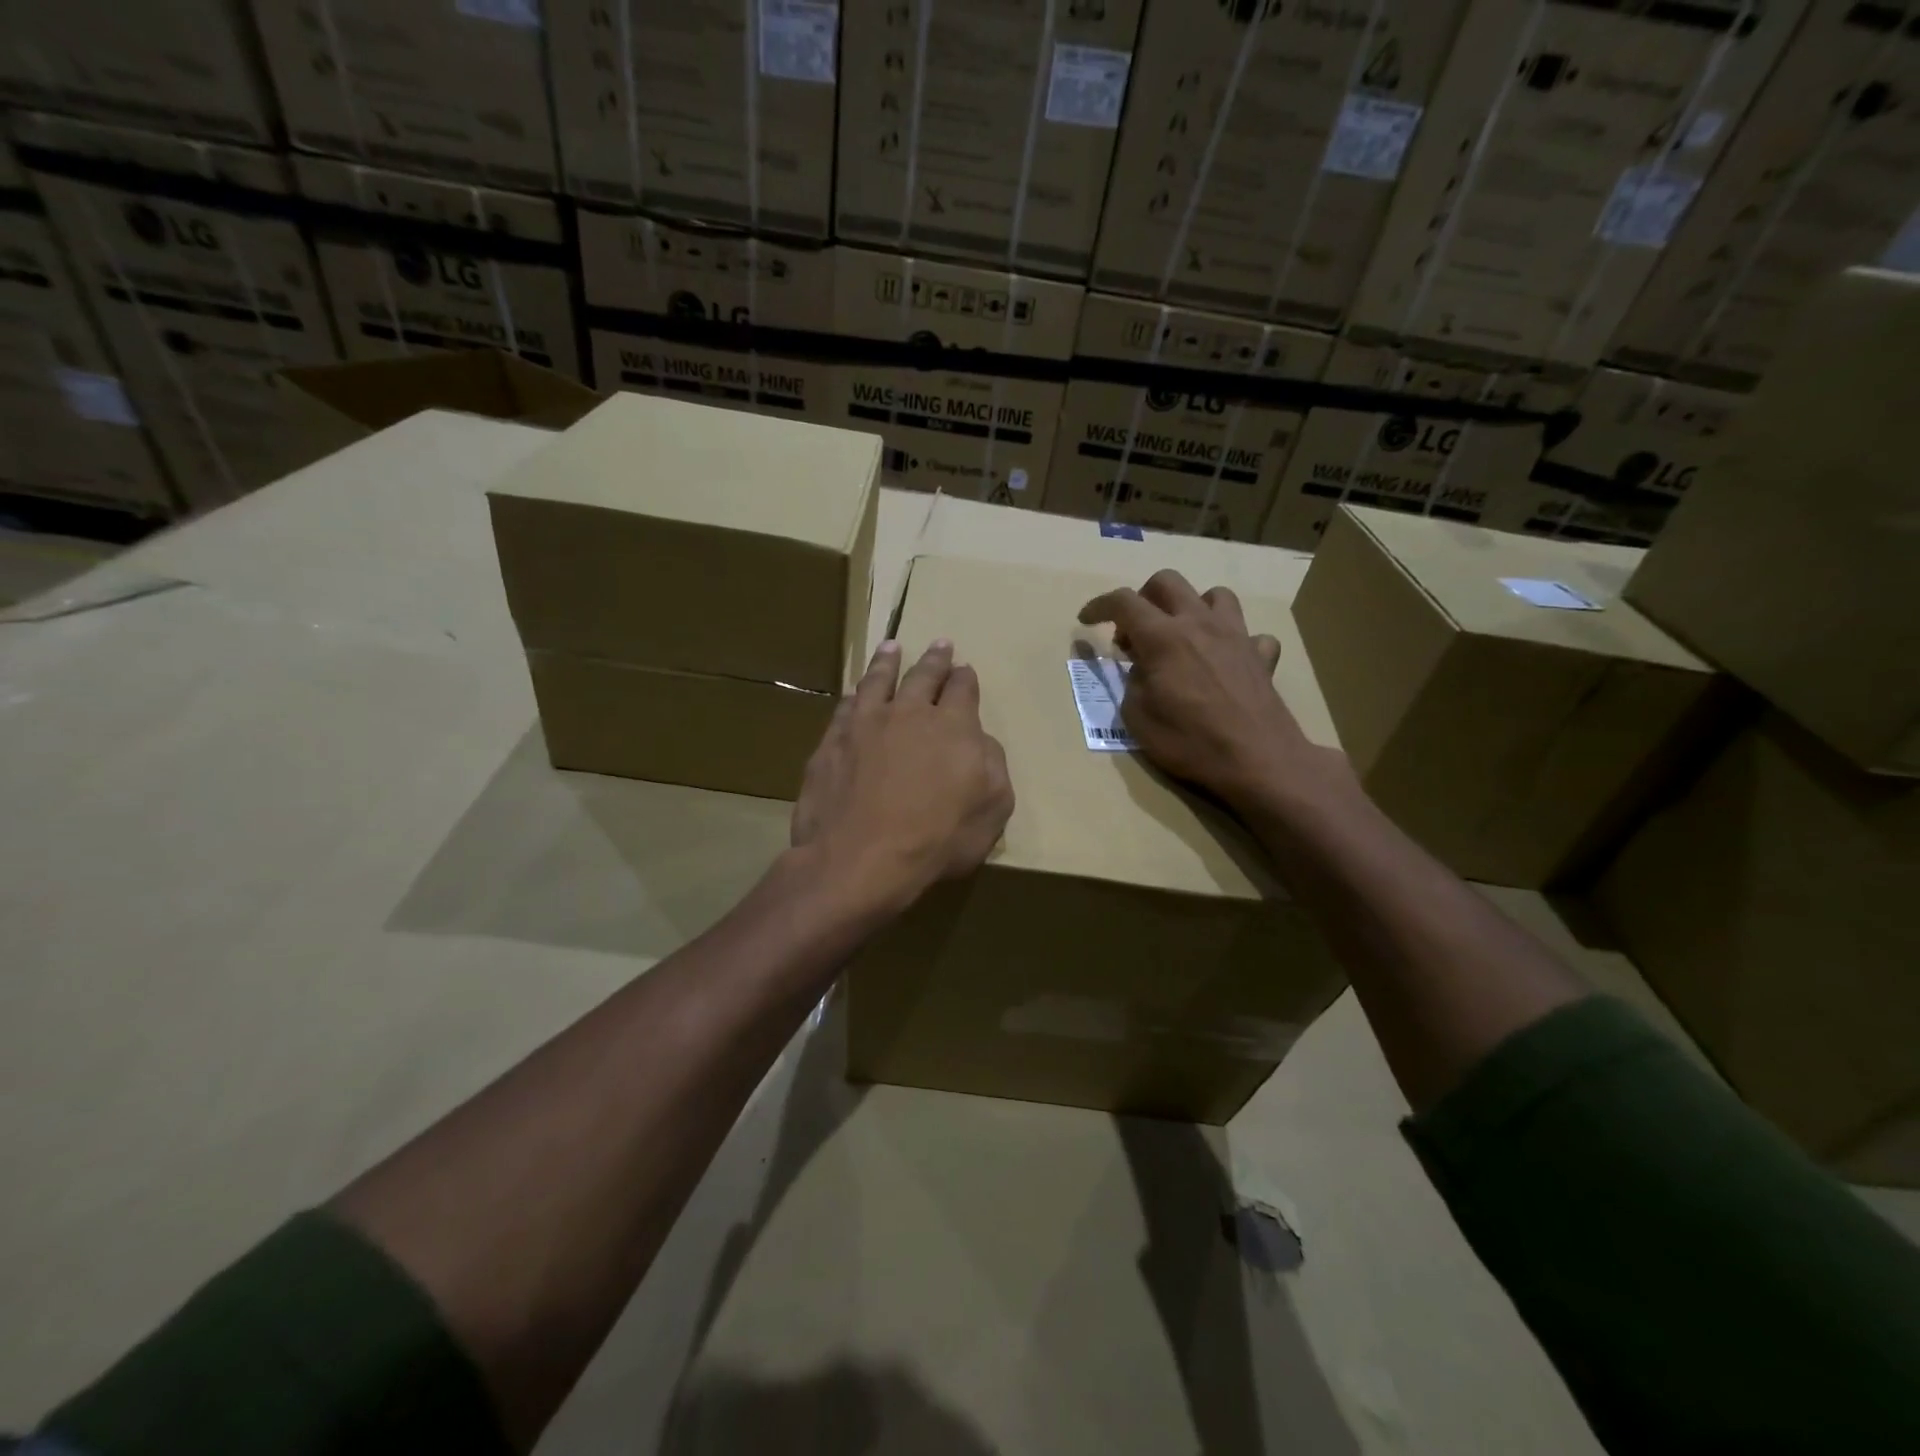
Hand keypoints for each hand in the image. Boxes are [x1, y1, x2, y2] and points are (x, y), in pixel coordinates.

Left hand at [792, 638, 1014, 915]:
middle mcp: (908, 713)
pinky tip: (855, 692)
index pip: (963, 690)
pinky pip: (846, 707)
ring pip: (878, 680)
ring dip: (888, 661)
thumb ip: (993, 766)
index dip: (965, 678)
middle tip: (940, 644)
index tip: (964, 669)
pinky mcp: (832, 742)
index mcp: (953, 726)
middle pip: (923, 676)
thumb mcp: (992, 809)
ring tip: (892, 647)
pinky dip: (855, 694)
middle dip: (935, 659)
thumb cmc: (936, 839)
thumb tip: (979, 740)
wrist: (860, 858)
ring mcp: (865, 724)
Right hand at [1079, 570, 1330, 802]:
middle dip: (1143, 597)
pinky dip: (1234, 641)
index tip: (1086, 620)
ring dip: (1192, 607)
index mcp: (1163, 637)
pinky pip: (1251, 634)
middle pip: (1167, 582)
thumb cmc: (1189, 741)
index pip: (1123, 601)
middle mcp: (1199, 624)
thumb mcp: (1137, 717)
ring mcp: (1236, 635)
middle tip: (1134, 632)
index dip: (1098, 605)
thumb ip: (1132, 683)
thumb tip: (1141, 669)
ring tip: (1182, 635)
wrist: (1256, 760)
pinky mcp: (1262, 656)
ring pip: (1214, 595)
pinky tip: (1226, 660)